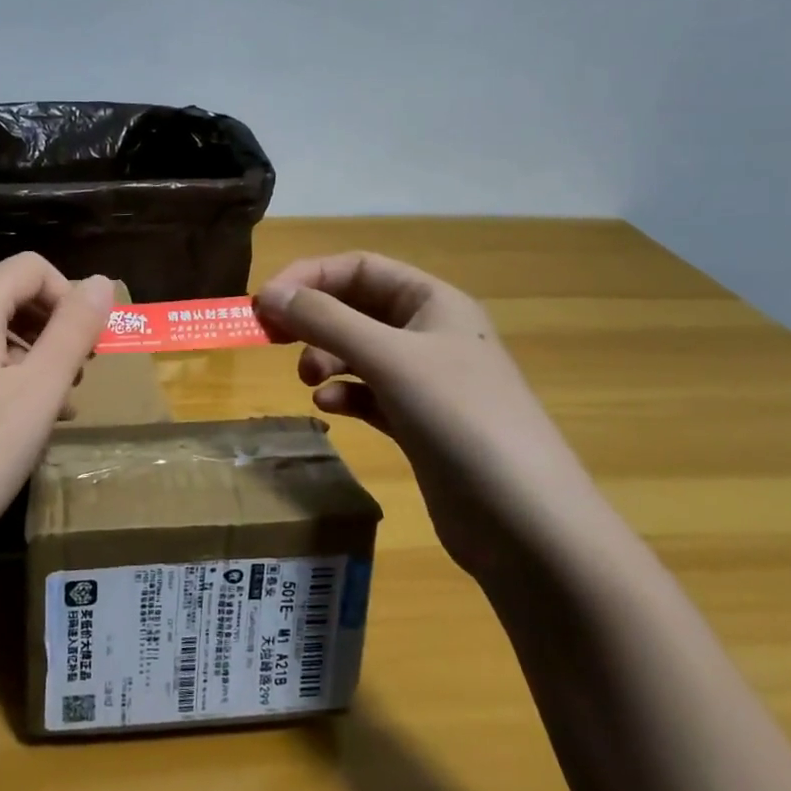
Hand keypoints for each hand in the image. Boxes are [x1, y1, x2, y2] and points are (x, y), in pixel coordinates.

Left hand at [0, 254, 114, 570]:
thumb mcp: (38, 392)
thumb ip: (73, 330)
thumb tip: (100, 280)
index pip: (28, 267)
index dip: (67, 295)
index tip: (88, 344)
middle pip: (7, 300)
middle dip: (52, 328)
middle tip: (78, 376)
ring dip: (32, 361)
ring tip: (57, 408)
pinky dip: (4, 386)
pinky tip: (18, 431)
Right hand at [256, 252, 601, 576]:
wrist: (526, 522)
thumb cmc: (460, 418)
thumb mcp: (389, 358)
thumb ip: (325, 321)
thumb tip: (268, 295)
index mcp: (434, 302)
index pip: (360, 268)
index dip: (309, 277)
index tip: (265, 302)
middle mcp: (430, 334)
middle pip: (357, 308)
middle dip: (313, 318)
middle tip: (271, 338)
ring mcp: (427, 381)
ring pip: (360, 351)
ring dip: (326, 356)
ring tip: (308, 379)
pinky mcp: (419, 423)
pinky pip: (369, 393)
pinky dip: (344, 393)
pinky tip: (329, 407)